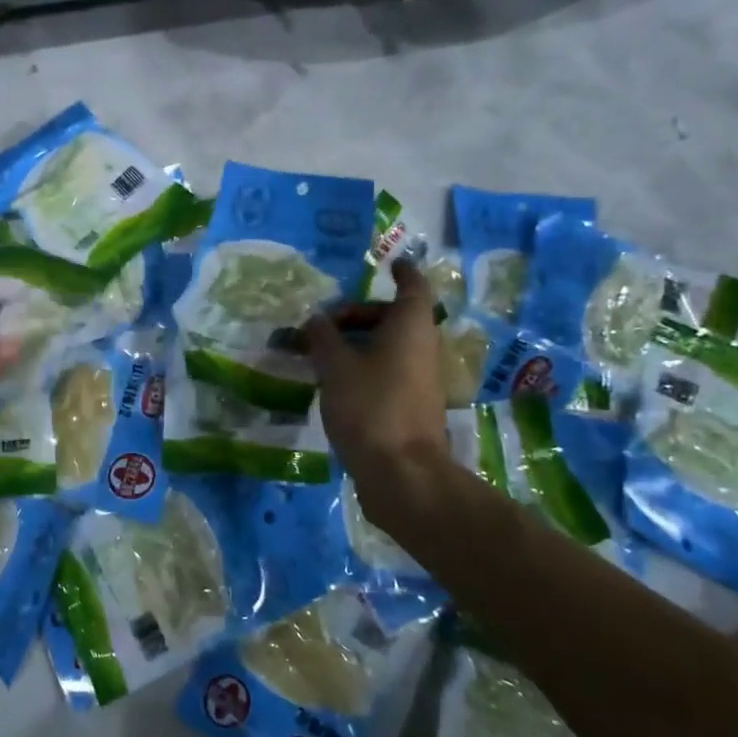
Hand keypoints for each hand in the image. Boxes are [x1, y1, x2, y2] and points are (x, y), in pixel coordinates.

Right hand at [305, 260, 445, 479]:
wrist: (401, 473)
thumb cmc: (370, 407)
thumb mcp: (334, 366)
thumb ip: (322, 338)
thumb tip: (314, 320)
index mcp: (411, 327)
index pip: (414, 287)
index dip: (403, 272)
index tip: (390, 263)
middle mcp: (423, 348)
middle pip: (394, 318)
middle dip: (359, 315)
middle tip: (323, 325)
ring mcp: (421, 379)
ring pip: (391, 347)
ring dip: (358, 344)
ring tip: (320, 355)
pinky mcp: (413, 405)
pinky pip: (389, 371)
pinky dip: (365, 366)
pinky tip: (335, 382)